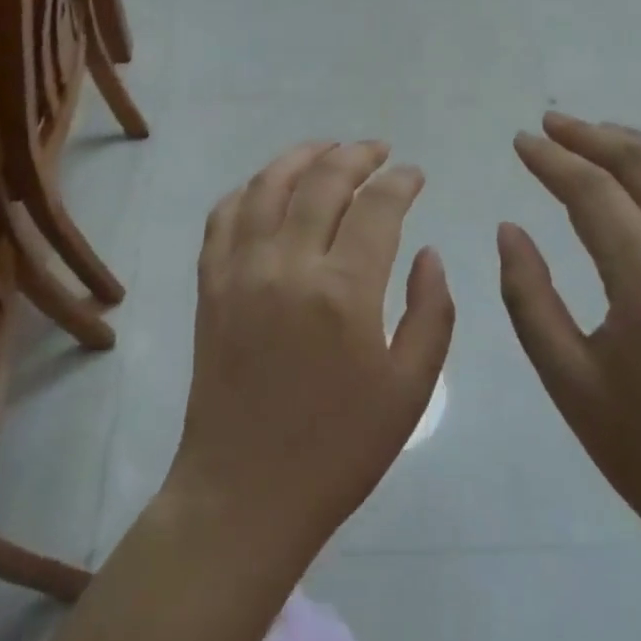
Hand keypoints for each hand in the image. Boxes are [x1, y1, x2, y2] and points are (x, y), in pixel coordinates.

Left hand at [165, 141, 454, 569]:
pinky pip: (223, 216)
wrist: (246, 491)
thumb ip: (430, 312)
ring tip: (327, 149)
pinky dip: (247, 190)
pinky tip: (267, 189)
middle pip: (322, 180)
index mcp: (344, 290)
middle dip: (356, 154)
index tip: (415, 174)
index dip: (401, 181)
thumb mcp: (410, 389)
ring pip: (267, 185)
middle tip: (378, 150)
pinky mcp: (209, 284)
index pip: (378, 206)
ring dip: (300, 156)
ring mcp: (240, 270)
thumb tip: (428, 252)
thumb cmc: (339, 448)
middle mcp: (288, 264)